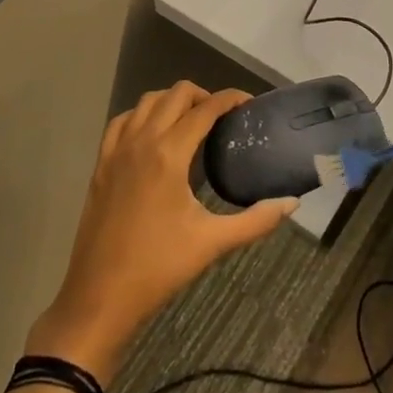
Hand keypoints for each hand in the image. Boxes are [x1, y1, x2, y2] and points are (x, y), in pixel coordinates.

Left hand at [26, 83, 296, 385]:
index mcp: (169, 154)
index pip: (205, 108)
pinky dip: (142, 115)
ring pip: (147, 101)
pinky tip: (153, 133)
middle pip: (176, 94)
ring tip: (191, 121)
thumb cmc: (158, 268)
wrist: (100, 297)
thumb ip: (256, 221)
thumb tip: (292, 203)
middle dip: (203, 96)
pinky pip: (122, 121)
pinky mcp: (101, 164)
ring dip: (172, 101)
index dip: (230, 98)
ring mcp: (117, 150)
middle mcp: (142, 141)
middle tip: (222, 117)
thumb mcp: (212, 243)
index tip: (248, 103)